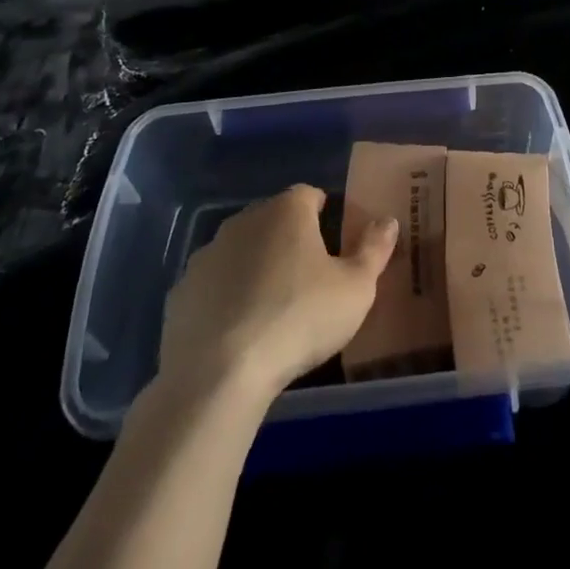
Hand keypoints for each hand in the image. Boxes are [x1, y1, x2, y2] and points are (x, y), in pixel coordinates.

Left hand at [157, 185, 397, 398]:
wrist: (219, 373)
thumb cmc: (299, 318)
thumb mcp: (356, 289)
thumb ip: (374, 250)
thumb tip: (388, 220)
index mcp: (287, 211)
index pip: (309, 195)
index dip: (324, 214)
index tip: (333, 242)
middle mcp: (244, 220)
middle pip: (273, 220)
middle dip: (289, 240)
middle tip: (308, 277)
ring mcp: (207, 254)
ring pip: (240, 251)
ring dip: (255, 267)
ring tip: (272, 307)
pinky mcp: (181, 291)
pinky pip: (212, 285)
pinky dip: (225, 298)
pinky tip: (237, 331)